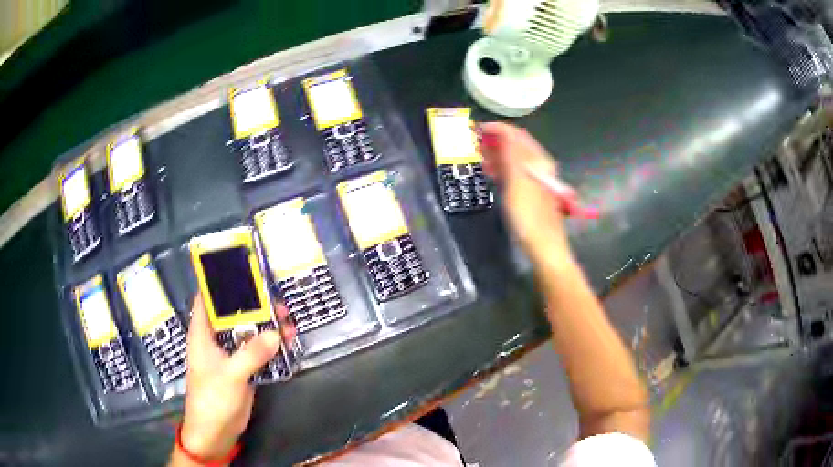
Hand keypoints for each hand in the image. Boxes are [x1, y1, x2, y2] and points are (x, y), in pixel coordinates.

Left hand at [176, 295, 291, 461]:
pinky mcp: (242, 369)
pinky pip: (257, 351)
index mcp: (202, 334)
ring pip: (247, 332)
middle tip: (274, 296)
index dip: (220, 284)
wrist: (215, 433)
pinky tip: (287, 341)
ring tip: (287, 318)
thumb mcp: (230, 375)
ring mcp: (230, 355)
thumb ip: (252, 354)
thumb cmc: (211, 400)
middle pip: (232, 314)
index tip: (241, 270)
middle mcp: (215, 339)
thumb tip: (276, 334)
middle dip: (252, 304)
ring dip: (265, 325)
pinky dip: (270, 345)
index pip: (207, 299)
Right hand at [480, 122, 571, 261]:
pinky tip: (491, 173)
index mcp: (537, 160)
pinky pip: (514, 172)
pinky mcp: (531, 190)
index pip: (516, 134)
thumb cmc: (529, 216)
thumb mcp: (517, 183)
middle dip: (495, 141)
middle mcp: (539, 165)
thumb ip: (511, 155)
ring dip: (497, 154)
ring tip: (478, 157)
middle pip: (515, 145)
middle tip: (474, 144)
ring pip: (514, 158)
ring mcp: (535, 178)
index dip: (496, 129)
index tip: (476, 130)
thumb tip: (503, 131)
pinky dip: (502, 168)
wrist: (544, 246)